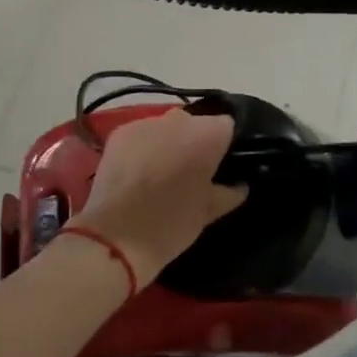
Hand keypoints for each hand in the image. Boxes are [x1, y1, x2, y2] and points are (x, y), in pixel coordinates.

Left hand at [73, 108, 246, 286]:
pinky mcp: (120, 132)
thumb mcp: (209, 212)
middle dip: (196, 141)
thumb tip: (241, 185)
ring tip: (163, 172)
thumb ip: (230, 192)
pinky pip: (142, 133)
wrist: (116, 237)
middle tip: (192, 171)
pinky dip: (144, 146)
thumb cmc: (172, 224)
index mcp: (208, 134)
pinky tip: (139, 171)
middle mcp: (178, 119)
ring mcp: (146, 123)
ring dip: (169, 142)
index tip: (221, 165)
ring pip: (167, 127)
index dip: (225, 144)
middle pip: (196, 123)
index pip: (227, 125)